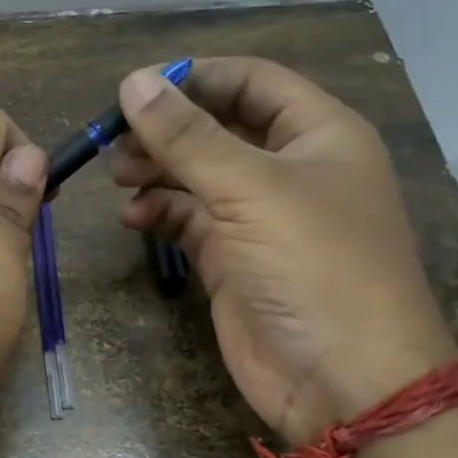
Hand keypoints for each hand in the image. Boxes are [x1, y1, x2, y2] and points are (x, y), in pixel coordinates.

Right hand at [111, 57, 457, 444]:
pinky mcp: (234, 259)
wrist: (342, 380)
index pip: (251, 82)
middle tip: (115, 141)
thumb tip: (133, 81)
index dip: (194, 78)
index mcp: (318, 134)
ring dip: (156, 171)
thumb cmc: (314, 267)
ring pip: (198, 175)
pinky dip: (159, 213)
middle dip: (167, 130)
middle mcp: (290, 169)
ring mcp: (260, 218)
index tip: (136, 89)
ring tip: (118, 178)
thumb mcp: (251, 190)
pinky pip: (189, 220)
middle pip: (218, 128)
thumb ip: (188, 137)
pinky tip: (133, 217)